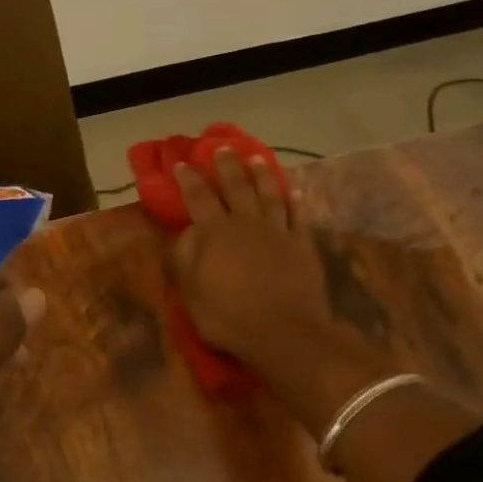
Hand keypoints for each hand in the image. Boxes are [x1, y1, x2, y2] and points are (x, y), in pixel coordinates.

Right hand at [170, 150, 398, 432]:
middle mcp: (247, 224)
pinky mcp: (302, 245)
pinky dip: (293, 202)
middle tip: (221, 148)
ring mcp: (278, 232)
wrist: (285, 333)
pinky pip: (297, 216)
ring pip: (269, 195)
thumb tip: (184, 235)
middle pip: (236, 187)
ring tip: (256, 159)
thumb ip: (184, 261)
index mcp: (216, 234)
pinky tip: (292, 191)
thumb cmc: (229, 318)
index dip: (188, 180)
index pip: (198, 198)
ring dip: (261, 175)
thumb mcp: (192, 295)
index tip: (181, 163)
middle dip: (227, 166)